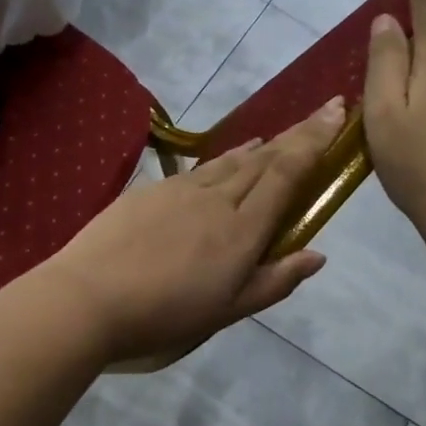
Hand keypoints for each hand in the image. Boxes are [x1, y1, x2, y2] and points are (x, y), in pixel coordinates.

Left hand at [33, 99, 344, 361]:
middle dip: (296, 135)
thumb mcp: (228, 310)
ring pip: (230, 161)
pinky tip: (225, 159)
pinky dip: (223, 158)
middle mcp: (216, 199)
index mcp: (242, 229)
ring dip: (259, 147)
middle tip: (321, 112)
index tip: (336, 113)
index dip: (313, 141)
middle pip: (263, 160)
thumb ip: (275, 280)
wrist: (89, 296)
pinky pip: (199, 168)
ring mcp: (180, 190)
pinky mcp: (150, 191)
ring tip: (276, 137)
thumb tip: (317, 254)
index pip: (286, 174)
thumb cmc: (164, 313)